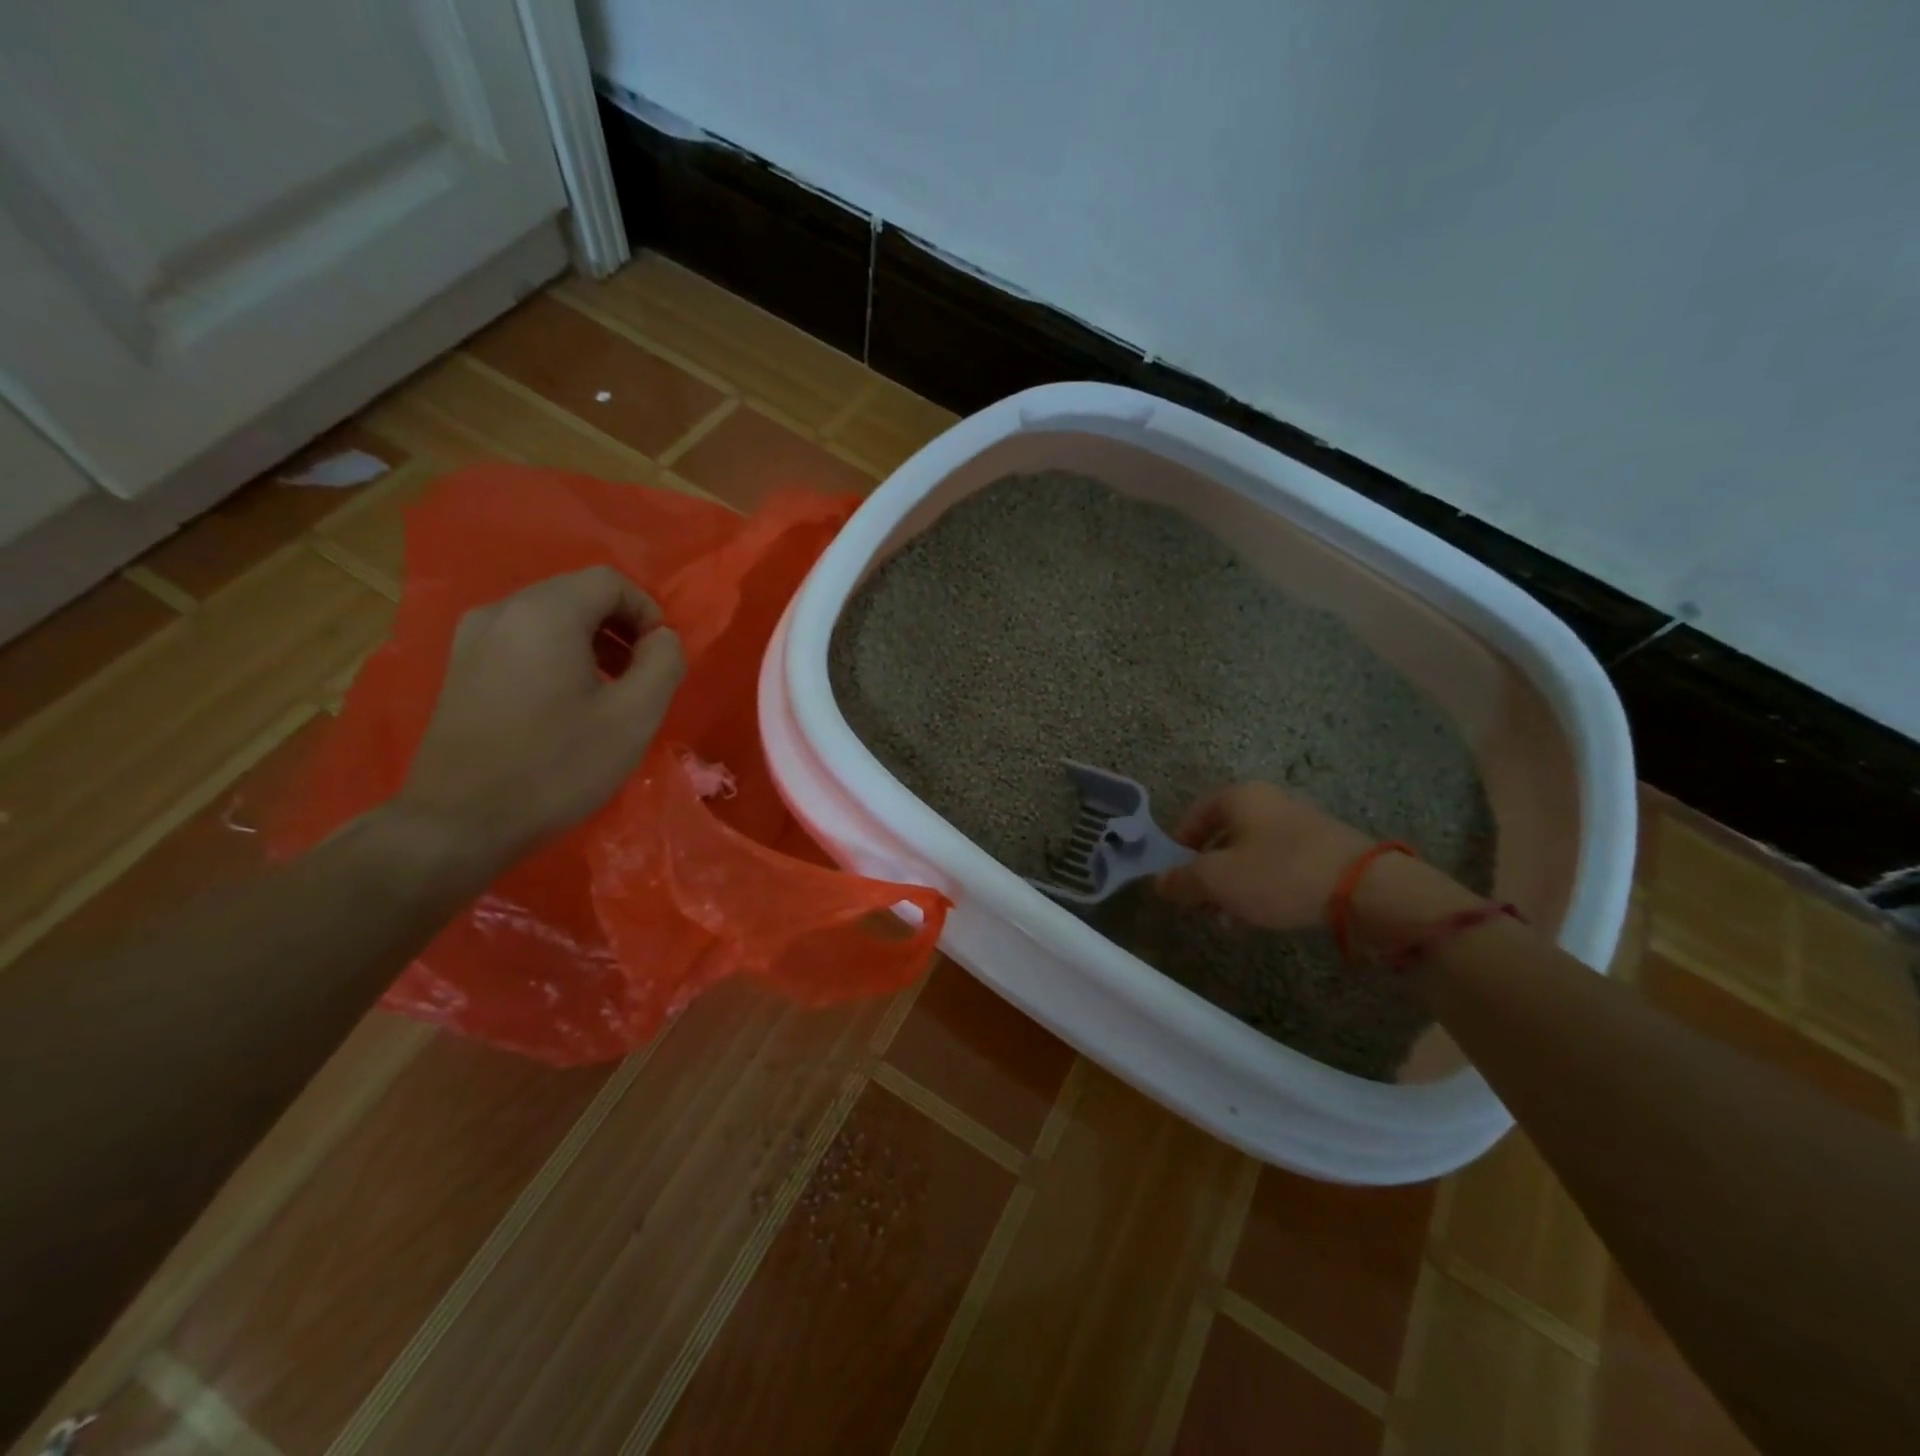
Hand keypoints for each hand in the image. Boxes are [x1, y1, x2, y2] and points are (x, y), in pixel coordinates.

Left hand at [395, 567, 684, 865]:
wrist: (460, 822)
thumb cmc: (557, 766)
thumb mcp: (634, 716)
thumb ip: (663, 663)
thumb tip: (662, 639)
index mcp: (545, 613)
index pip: (610, 581)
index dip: (648, 612)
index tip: (662, 658)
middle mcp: (502, 610)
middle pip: (577, 594)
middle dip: (621, 627)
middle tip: (643, 675)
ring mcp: (473, 638)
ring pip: (549, 617)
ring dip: (591, 642)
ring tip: (611, 690)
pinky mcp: (460, 667)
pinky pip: (523, 640)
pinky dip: (558, 655)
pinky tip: (568, 702)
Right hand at [1155, 782, 1374, 929]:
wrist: (1366, 889)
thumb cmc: (1279, 874)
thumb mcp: (1218, 880)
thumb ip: (1183, 881)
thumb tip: (1160, 882)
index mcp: (1240, 796)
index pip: (1194, 814)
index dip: (1178, 846)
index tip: (1173, 877)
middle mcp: (1269, 802)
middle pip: (1223, 835)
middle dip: (1207, 872)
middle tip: (1201, 903)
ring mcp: (1300, 824)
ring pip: (1251, 853)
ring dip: (1234, 884)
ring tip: (1230, 919)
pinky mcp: (1324, 850)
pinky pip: (1279, 865)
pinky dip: (1264, 886)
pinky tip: (1263, 915)